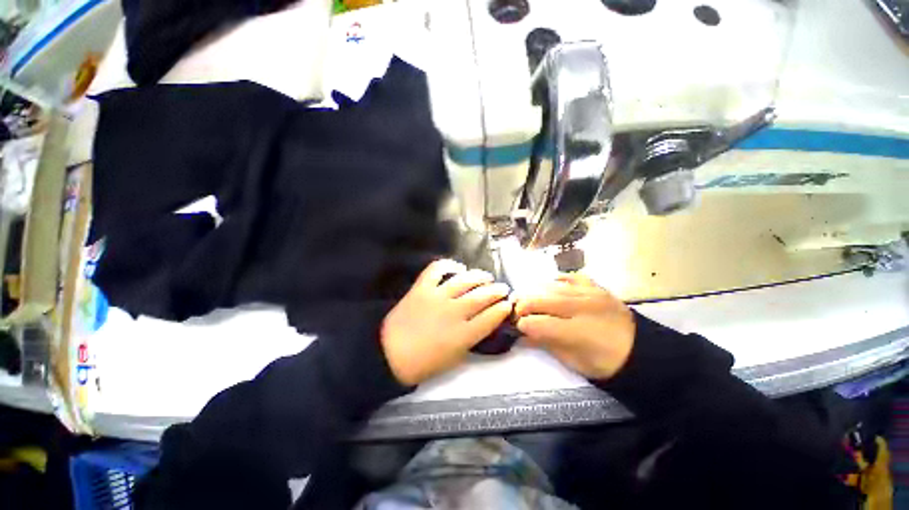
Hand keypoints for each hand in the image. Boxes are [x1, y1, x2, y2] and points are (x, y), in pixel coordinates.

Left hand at [381, 260, 512, 385]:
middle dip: (497, 290)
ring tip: (486, 277)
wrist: (390, 354)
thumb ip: (472, 339)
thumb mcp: (455, 358)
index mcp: (463, 335)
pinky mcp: (422, 287)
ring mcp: (437, 296)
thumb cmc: (424, 362)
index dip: (503, 309)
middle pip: (482, 296)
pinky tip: (457, 268)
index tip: (508, 304)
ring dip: (480, 276)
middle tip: (503, 288)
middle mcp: (454, 312)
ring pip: (465, 280)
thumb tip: (484, 322)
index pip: (491, 317)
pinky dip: (449, 265)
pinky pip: (437, 269)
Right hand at [514, 273, 634, 379]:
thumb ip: (545, 343)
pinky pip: (571, 277)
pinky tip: (552, 286)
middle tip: (517, 311)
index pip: (535, 323)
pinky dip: (558, 280)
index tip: (518, 327)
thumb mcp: (572, 361)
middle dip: (522, 305)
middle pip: (538, 300)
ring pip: (550, 286)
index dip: (521, 325)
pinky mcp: (597, 287)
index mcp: (575, 333)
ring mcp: (589, 294)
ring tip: (529, 299)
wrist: (640, 352)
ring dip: (535, 292)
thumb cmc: (604, 363)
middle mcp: (579, 308)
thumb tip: (522, 334)